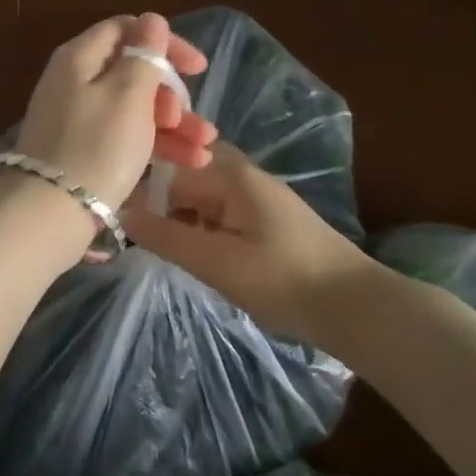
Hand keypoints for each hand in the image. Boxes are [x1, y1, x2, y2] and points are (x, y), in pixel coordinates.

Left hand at [14, 13, 216, 213]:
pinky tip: (189, 162)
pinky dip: (153, 142)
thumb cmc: (96, 147)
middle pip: (130, 72)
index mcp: (80, 57)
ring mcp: (75, 116)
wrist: (49, 213)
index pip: (126, 30)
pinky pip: (122, 134)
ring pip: (132, 107)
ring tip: (205, 148)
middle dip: (170, 94)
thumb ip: (143, 56)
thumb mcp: (128, 96)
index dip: (164, 43)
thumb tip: (151, 20)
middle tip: (190, 120)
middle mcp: (73, 80)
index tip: (198, 68)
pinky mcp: (80, 148)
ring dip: (171, 123)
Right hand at [126, 142, 377, 339]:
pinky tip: (196, 252)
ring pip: (200, 194)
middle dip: (157, 202)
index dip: (138, 190)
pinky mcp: (266, 216)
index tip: (116, 216)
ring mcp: (256, 193)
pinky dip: (201, 226)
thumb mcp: (216, 262)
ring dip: (179, 216)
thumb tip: (121, 211)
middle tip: (135, 234)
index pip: (166, 168)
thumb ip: (166, 236)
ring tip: (160, 246)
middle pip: (183, 176)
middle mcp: (241, 173)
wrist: (358, 308)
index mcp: (228, 174)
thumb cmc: (283, 281)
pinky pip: (219, 209)